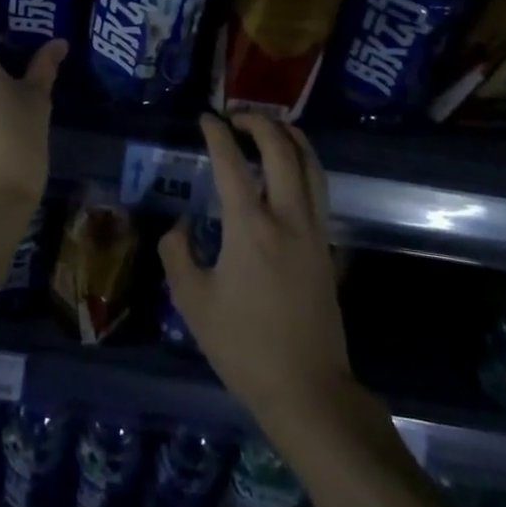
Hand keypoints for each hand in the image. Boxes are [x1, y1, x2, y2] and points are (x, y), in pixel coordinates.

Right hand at [160, 113, 352, 427]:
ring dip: (292, 138)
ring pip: (311, 166)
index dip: (217, 135)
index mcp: (249, 227)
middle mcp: (287, 218)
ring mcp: (314, 231)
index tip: (206, 119)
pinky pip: (319, 190)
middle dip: (260, 124)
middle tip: (237, 118)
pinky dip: (305, 166)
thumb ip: (177, 254)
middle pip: (282, 151)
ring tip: (272, 128)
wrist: (307, 389)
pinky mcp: (328, 248)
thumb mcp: (192, 302)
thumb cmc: (243, 346)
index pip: (232, 163)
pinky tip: (291, 172)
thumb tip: (181, 226)